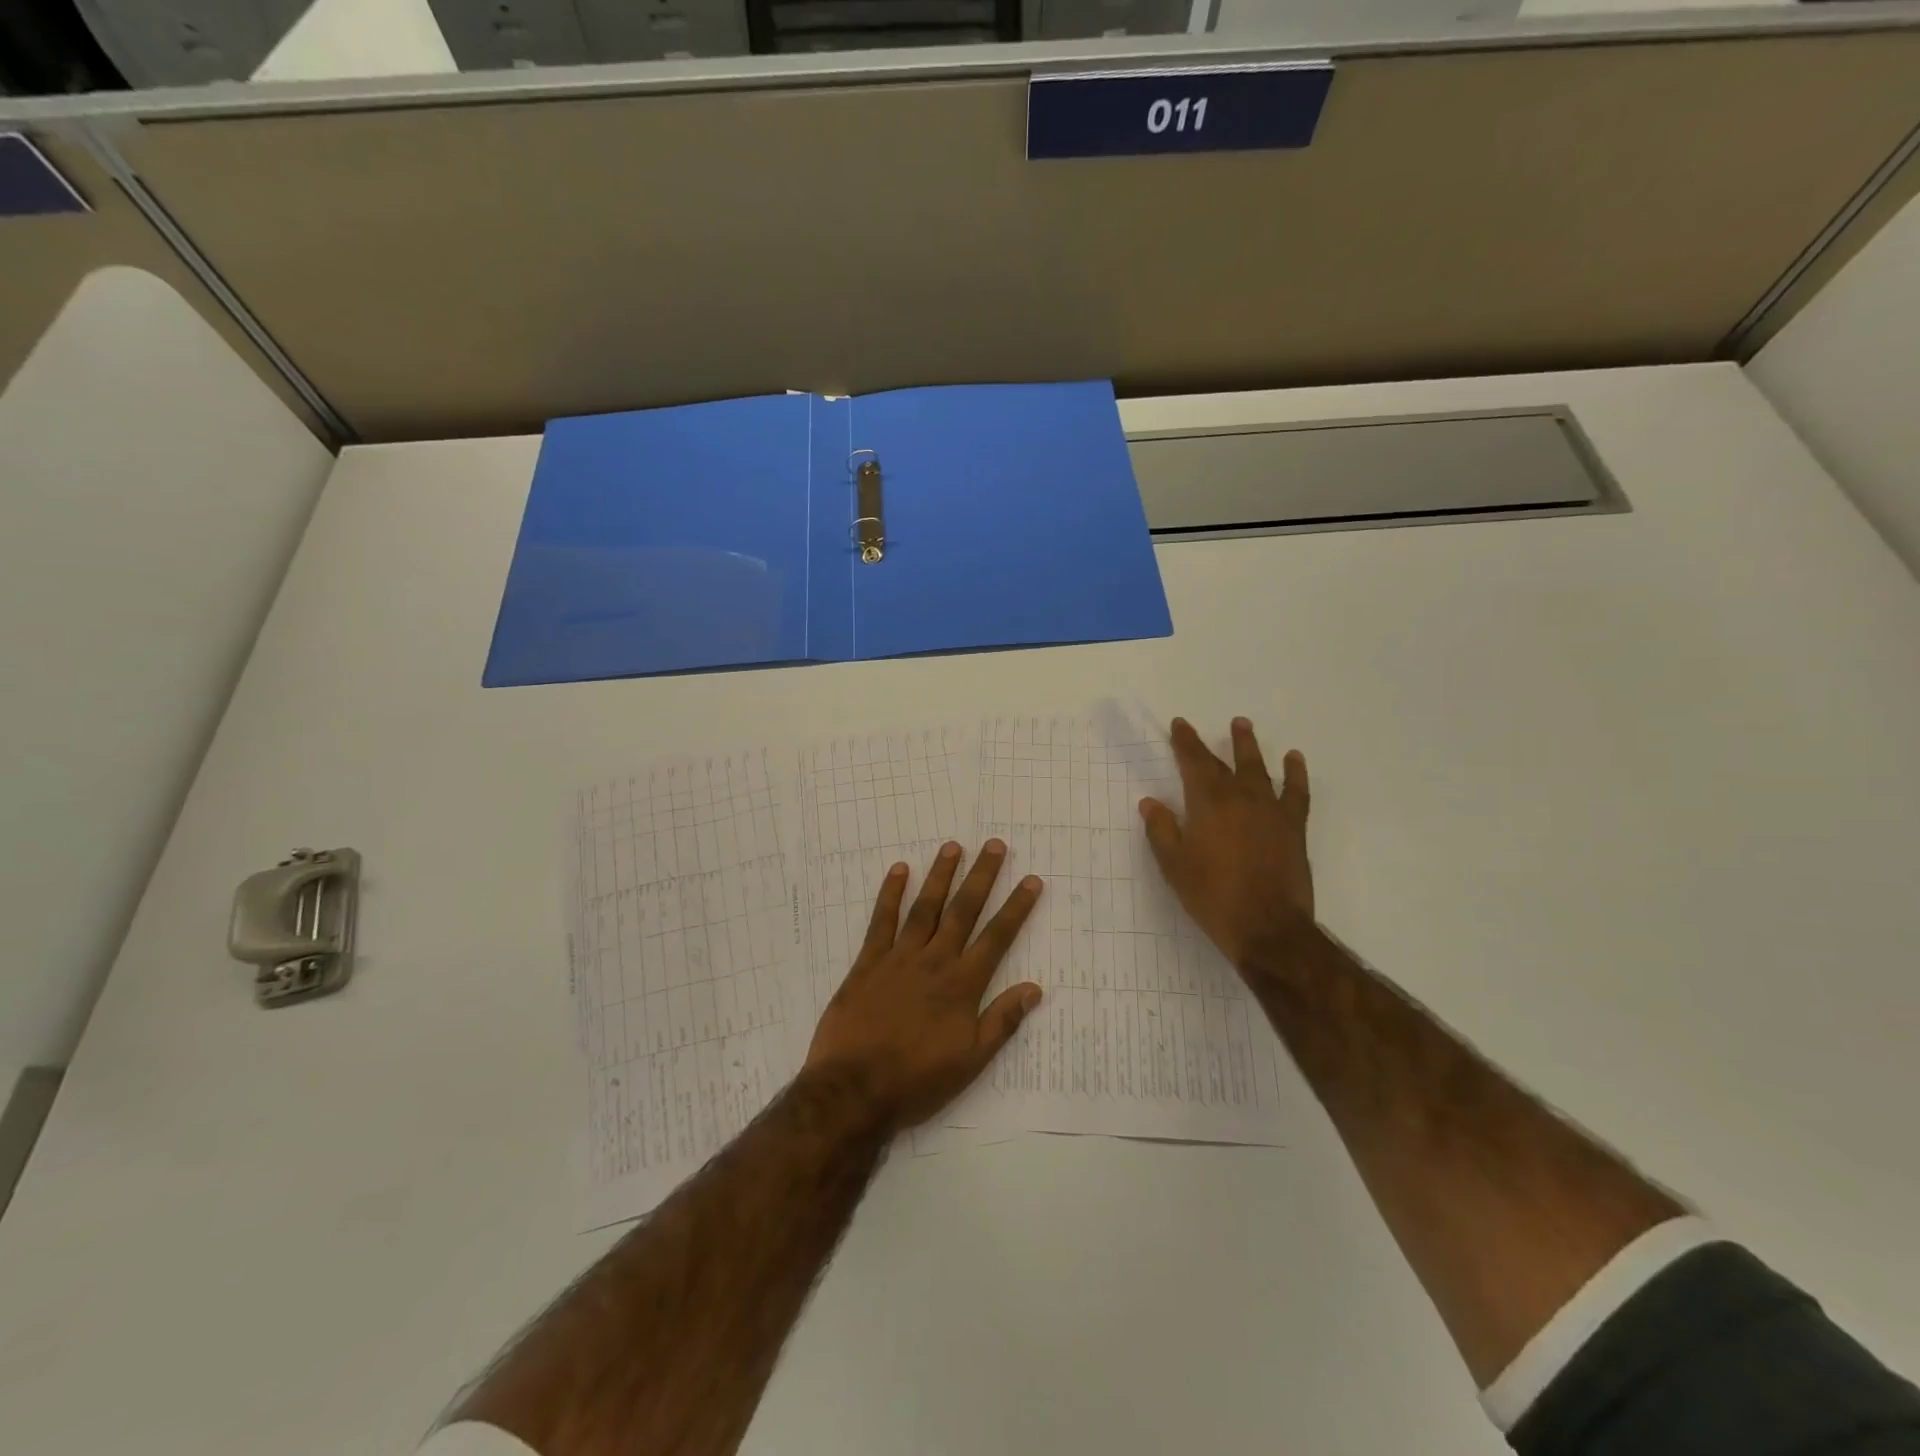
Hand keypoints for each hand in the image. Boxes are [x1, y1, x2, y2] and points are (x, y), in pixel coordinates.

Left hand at [803, 840, 1043, 1130]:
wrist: (854, 1089)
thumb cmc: (917, 1080)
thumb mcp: (970, 1061)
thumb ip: (1001, 1021)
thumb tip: (1034, 988)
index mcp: (962, 984)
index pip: (997, 937)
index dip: (1016, 908)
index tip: (1031, 880)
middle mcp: (934, 961)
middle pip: (963, 910)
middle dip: (981, 876)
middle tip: (995, 845)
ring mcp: (899, 957)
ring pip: (925, 907)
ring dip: (940, 875)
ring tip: (953, 847)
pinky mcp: (867, 962)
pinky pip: (881, 921)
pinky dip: (890, 894)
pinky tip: (899, 870)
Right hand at [1139, 717, 1313, 971]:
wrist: (1267, 927)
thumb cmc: (1212, 896)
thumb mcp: (1174, 866)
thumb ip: (1161, 830)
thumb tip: (1151, 802)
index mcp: (1208, 803)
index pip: (1194, 762)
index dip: (1185, 742)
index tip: (1179, 724)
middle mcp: (1241, 797)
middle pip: (1226, 763)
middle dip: (1214, 743)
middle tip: (1213, 723)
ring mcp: (1271, 810)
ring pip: (1259, 769)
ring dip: (1250, 746)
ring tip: (1244, 726)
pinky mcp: (1293, 827)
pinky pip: (1296, 792)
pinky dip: (1295, 773)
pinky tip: (1294, 759)